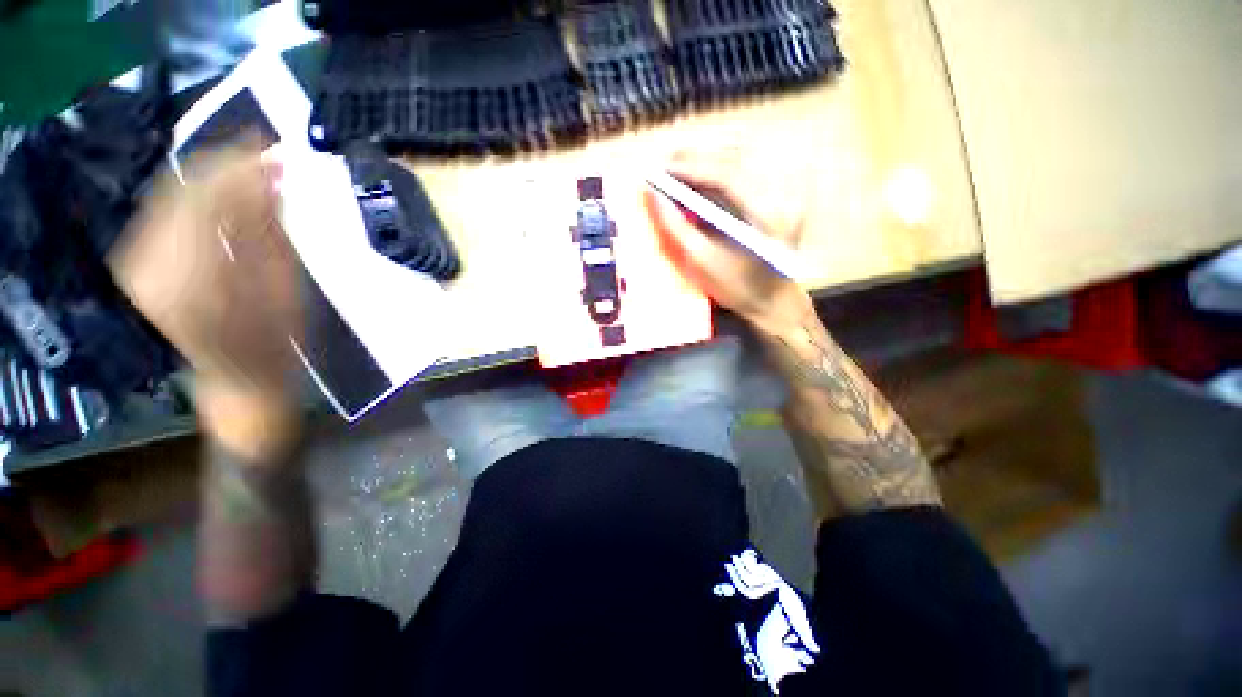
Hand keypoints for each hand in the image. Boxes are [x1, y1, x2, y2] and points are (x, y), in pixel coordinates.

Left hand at [110, 141, 301, 458]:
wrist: (237, 382)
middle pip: (182, 191)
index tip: (269, 145)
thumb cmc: (274, 345)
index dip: (237, 165)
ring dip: (210, 180)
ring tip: (249, 172)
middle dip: (224, 166)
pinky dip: (194, 199)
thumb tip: (273, 178)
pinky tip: (221, 197)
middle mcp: (151, 262)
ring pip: (170, 198)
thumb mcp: (285, 289)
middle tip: (264, 153)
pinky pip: (164, 215)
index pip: (207, 196)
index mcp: (192, 274)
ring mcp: (138, 262)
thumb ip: (271, 231)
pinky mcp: (139, 264)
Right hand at [643, 148, 811, 331]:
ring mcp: (785, 191)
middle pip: (735, 160)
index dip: (691, 168)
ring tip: (675, 167)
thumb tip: (652, 194)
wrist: (771, 299)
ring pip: (740, 161)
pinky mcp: (779, 193)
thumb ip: (675, 226)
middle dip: (696, 159)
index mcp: (769, 215)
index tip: (660, 168)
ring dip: (706, 160)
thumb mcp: (701, 262)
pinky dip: (718, 170)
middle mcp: (783, 194)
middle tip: (663, 164)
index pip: (728, 176)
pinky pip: (745, 171)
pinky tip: (699, 175)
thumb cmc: (736, 288)